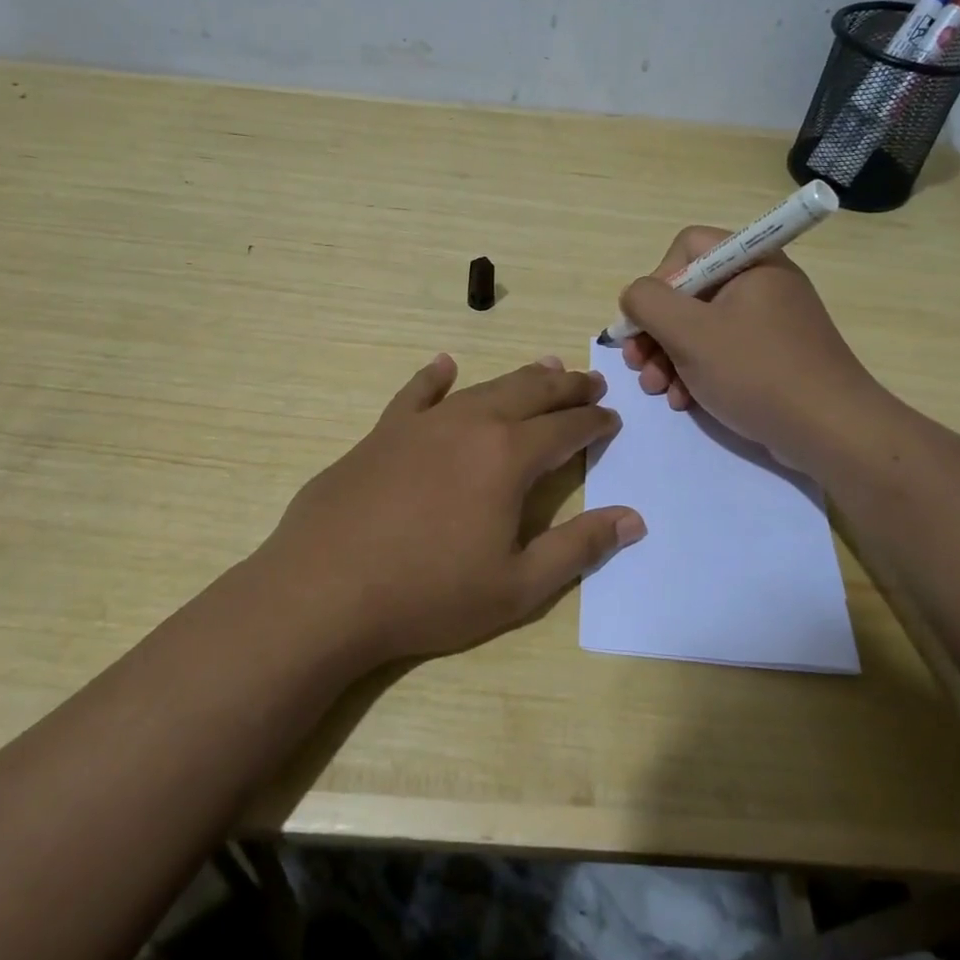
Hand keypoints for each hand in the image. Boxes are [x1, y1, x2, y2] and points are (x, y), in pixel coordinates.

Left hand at [263, 354, 644, 666]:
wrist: (325, 591)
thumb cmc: (429, 594)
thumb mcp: (518, 587)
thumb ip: (578, 548)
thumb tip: (633, 519)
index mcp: (508, 457)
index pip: (566, 428)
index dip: (594, 422)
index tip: (612, 419)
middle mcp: (470, 424)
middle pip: (530, 393)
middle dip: (566, 386)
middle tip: (591, 382)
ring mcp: (422, 424)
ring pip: (483, 387)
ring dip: (519, 378)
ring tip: (545, 367)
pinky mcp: (382, 433)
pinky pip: (416, 393)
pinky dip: (435, 377)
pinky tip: (444, 365)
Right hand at [618, 227, 885, 470]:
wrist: (830, 430)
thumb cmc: (756, 371)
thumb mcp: (690, 333)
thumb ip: (648, 302)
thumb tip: (634, 296)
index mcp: (750, 262)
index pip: (687, 247)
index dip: (658, 281)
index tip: (647, 321)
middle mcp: (761, 283)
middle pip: (690, 291)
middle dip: (656, 330)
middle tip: (637, 364)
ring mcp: (769, 322)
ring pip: (701, 327)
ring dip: (669, 357)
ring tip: (657, 390)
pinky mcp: (772, 356)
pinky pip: (723, 353)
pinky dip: (696, 373)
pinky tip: (683, 401)